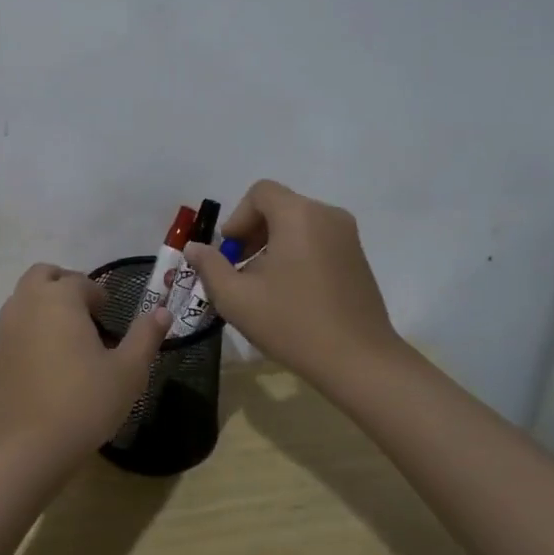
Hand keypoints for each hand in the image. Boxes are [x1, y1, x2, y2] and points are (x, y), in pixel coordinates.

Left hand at [0, 263, 172, 468]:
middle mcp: (26, 304)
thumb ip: (145, 336)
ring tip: (67, 339)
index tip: (110, 315)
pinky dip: (29, 332)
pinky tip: (46, 366)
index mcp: (59, 299)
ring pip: (23, 300)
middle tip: (86, 313)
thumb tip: (162, 311)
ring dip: (44, 306)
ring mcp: (4, 330)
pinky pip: (13, 330)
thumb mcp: (128, 371)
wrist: (27, 447)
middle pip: (43, 276)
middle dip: (64, 285)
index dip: (98, 294)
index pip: (80, 281)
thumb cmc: (84, 402)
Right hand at [184, 180, 404, 389]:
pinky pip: (317, 240)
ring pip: (298, 225)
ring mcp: (348, 237)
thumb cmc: (293, 323)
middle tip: (240, 270)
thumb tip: (194, 248)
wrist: (359, 361)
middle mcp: (328, 215)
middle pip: (279, 207)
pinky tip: (290, 293)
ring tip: (262, 286)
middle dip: (253, 233)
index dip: (238, 218)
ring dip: (273, 245)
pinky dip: (296, 254)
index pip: (260, 193)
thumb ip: (210, 266)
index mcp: (299, 215)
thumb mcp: (236, 298)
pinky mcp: (358, 258)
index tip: (231, 253)